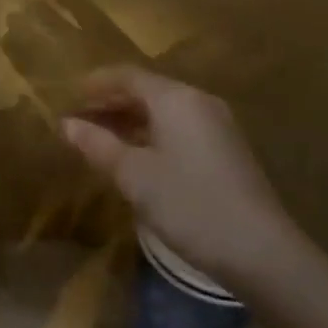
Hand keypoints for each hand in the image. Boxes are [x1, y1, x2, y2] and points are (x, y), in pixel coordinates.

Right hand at [60, 66, 304, 287]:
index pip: (127, 75)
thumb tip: (65, 123)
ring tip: (99, 140)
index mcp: (175, 98)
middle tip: (78, 120)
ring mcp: (217, 126)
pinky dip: (151, 134)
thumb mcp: (133, 175)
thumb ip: (97, 145)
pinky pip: (179, 128)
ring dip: (129, 120)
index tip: (68, 97)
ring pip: (163, 111)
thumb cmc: (189, 204)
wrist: (261, 252)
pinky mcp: (226, 150)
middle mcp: (198, 102)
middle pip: (146, 90)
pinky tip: (135, 158)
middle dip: (110, 102)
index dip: (95, 84)